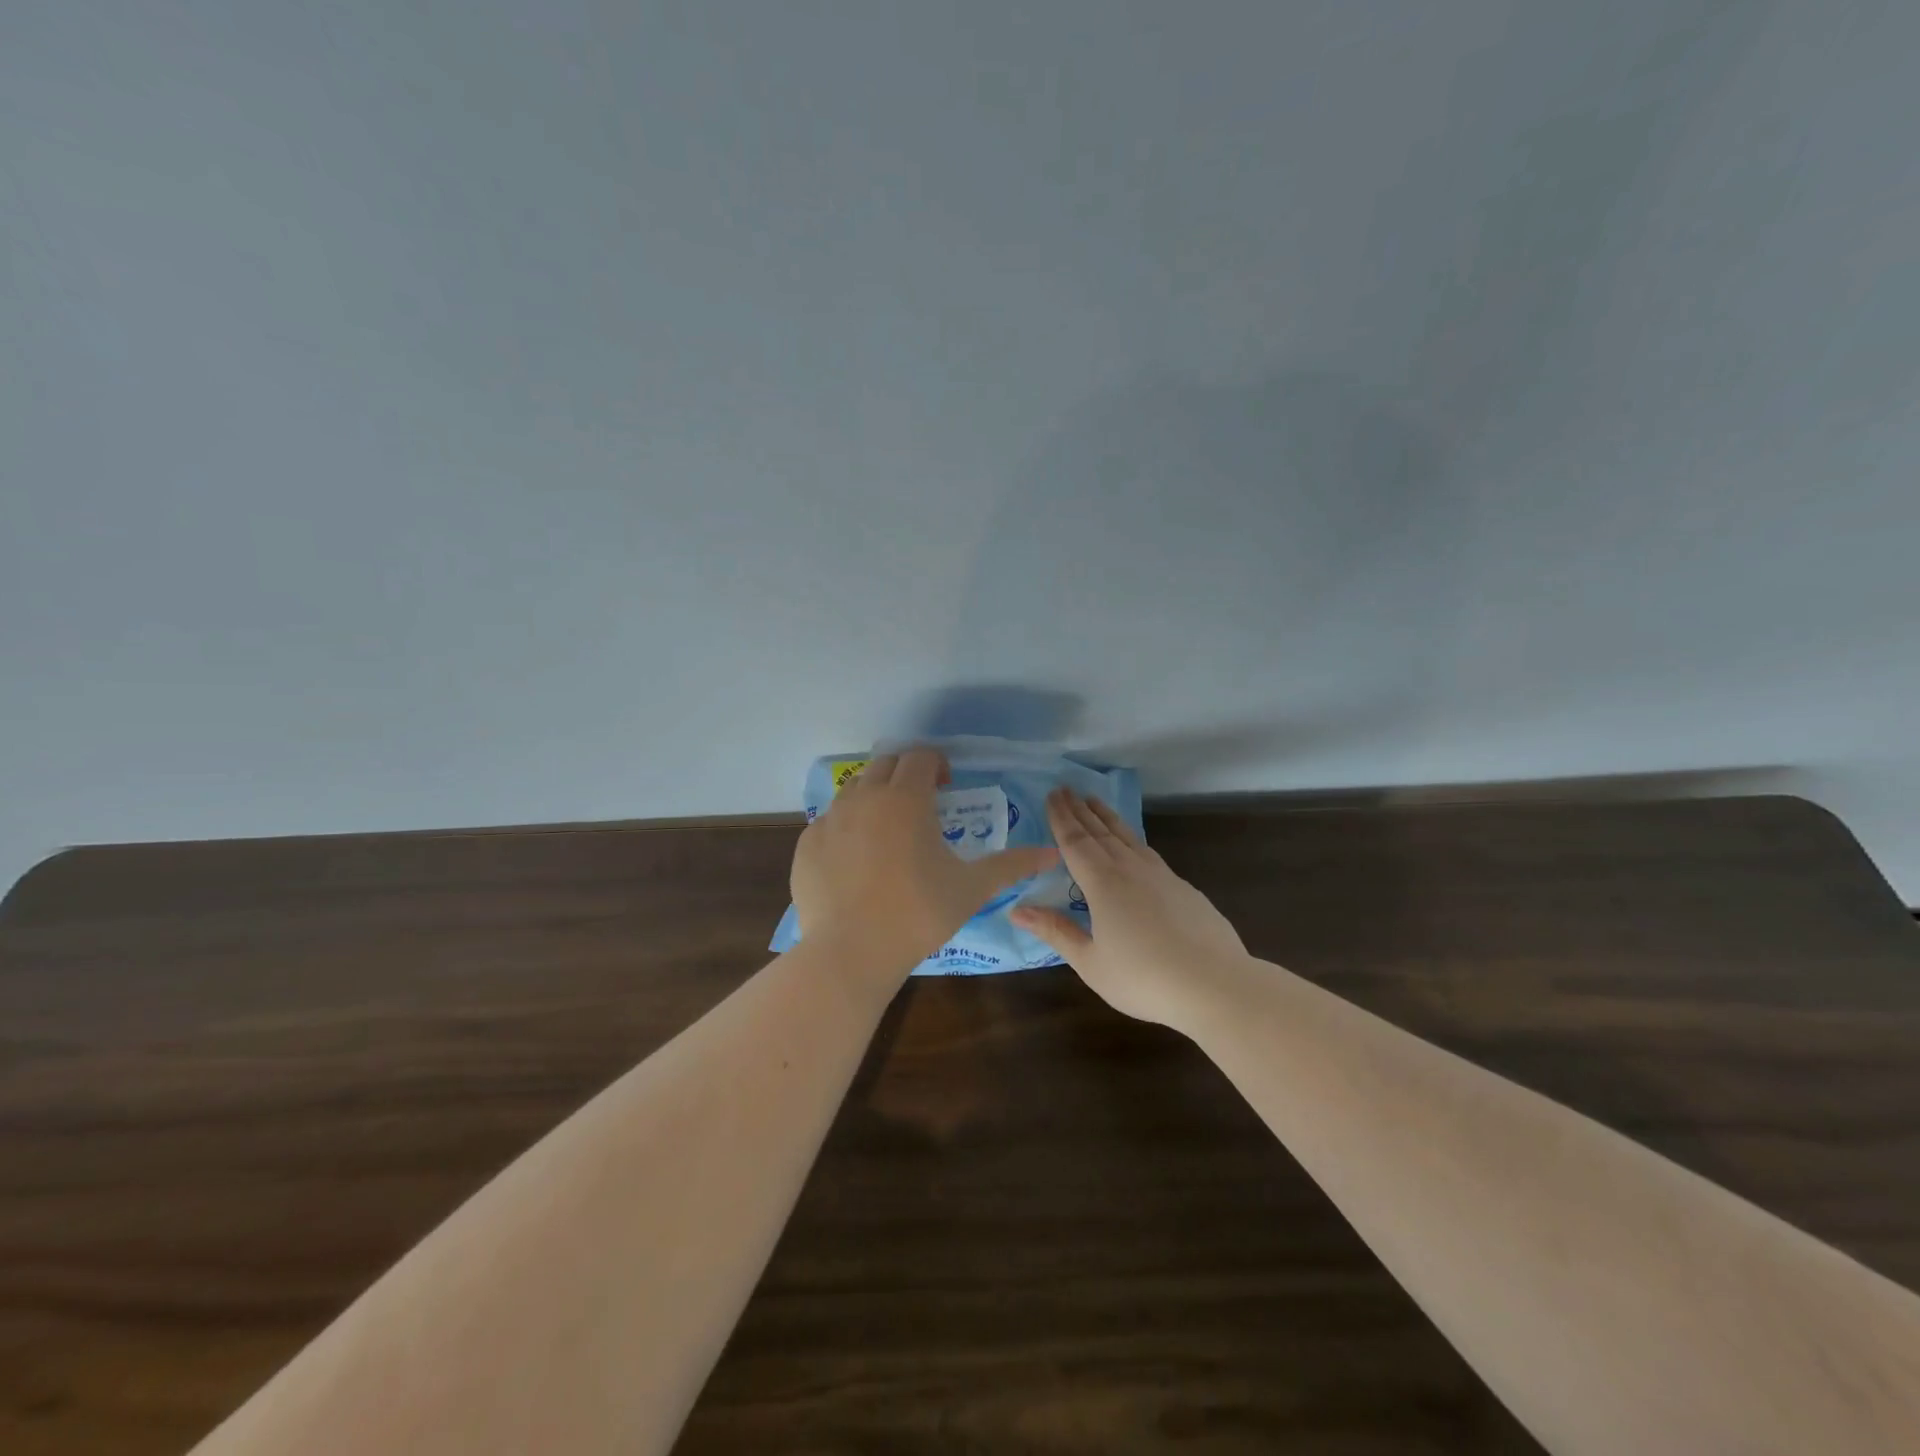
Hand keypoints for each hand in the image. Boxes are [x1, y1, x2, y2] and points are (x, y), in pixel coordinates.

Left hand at [790, 748, 1058, 995]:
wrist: (851, 952)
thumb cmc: (918, 914)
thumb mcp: (971, 888)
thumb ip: (1011, 865)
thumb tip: (1051, 853)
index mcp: (906, 798)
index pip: (921, 756)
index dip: (937, 764)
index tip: (947, 787)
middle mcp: (864, 797)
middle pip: (886, 763)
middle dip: (906, 774)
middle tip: (921, 804)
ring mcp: (830, 819)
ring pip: (854, 788)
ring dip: (875, 796)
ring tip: (888, 830)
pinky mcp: (806, 844)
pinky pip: (829, 821)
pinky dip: (847, 826)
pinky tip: (856, 860)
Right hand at [1010, 789, 1247, 1025]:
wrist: (1215, 984)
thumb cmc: (1144, 978)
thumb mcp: (1090, 962)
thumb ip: (1055, 931)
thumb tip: (1016, 910)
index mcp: (1102, 883)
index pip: (1075, 842)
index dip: (1061, 818)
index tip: (1051, 795)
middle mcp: (1130, 869)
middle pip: (1100, 832)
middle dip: (1080, 810)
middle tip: (1065, 789)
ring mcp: (1161, 875)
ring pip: (1127, 836)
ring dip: (1107, 817)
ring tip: (1094, 801)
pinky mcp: (1183, 887)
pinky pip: (1148, 851)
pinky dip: (1131, 838)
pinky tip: (1133, 844)